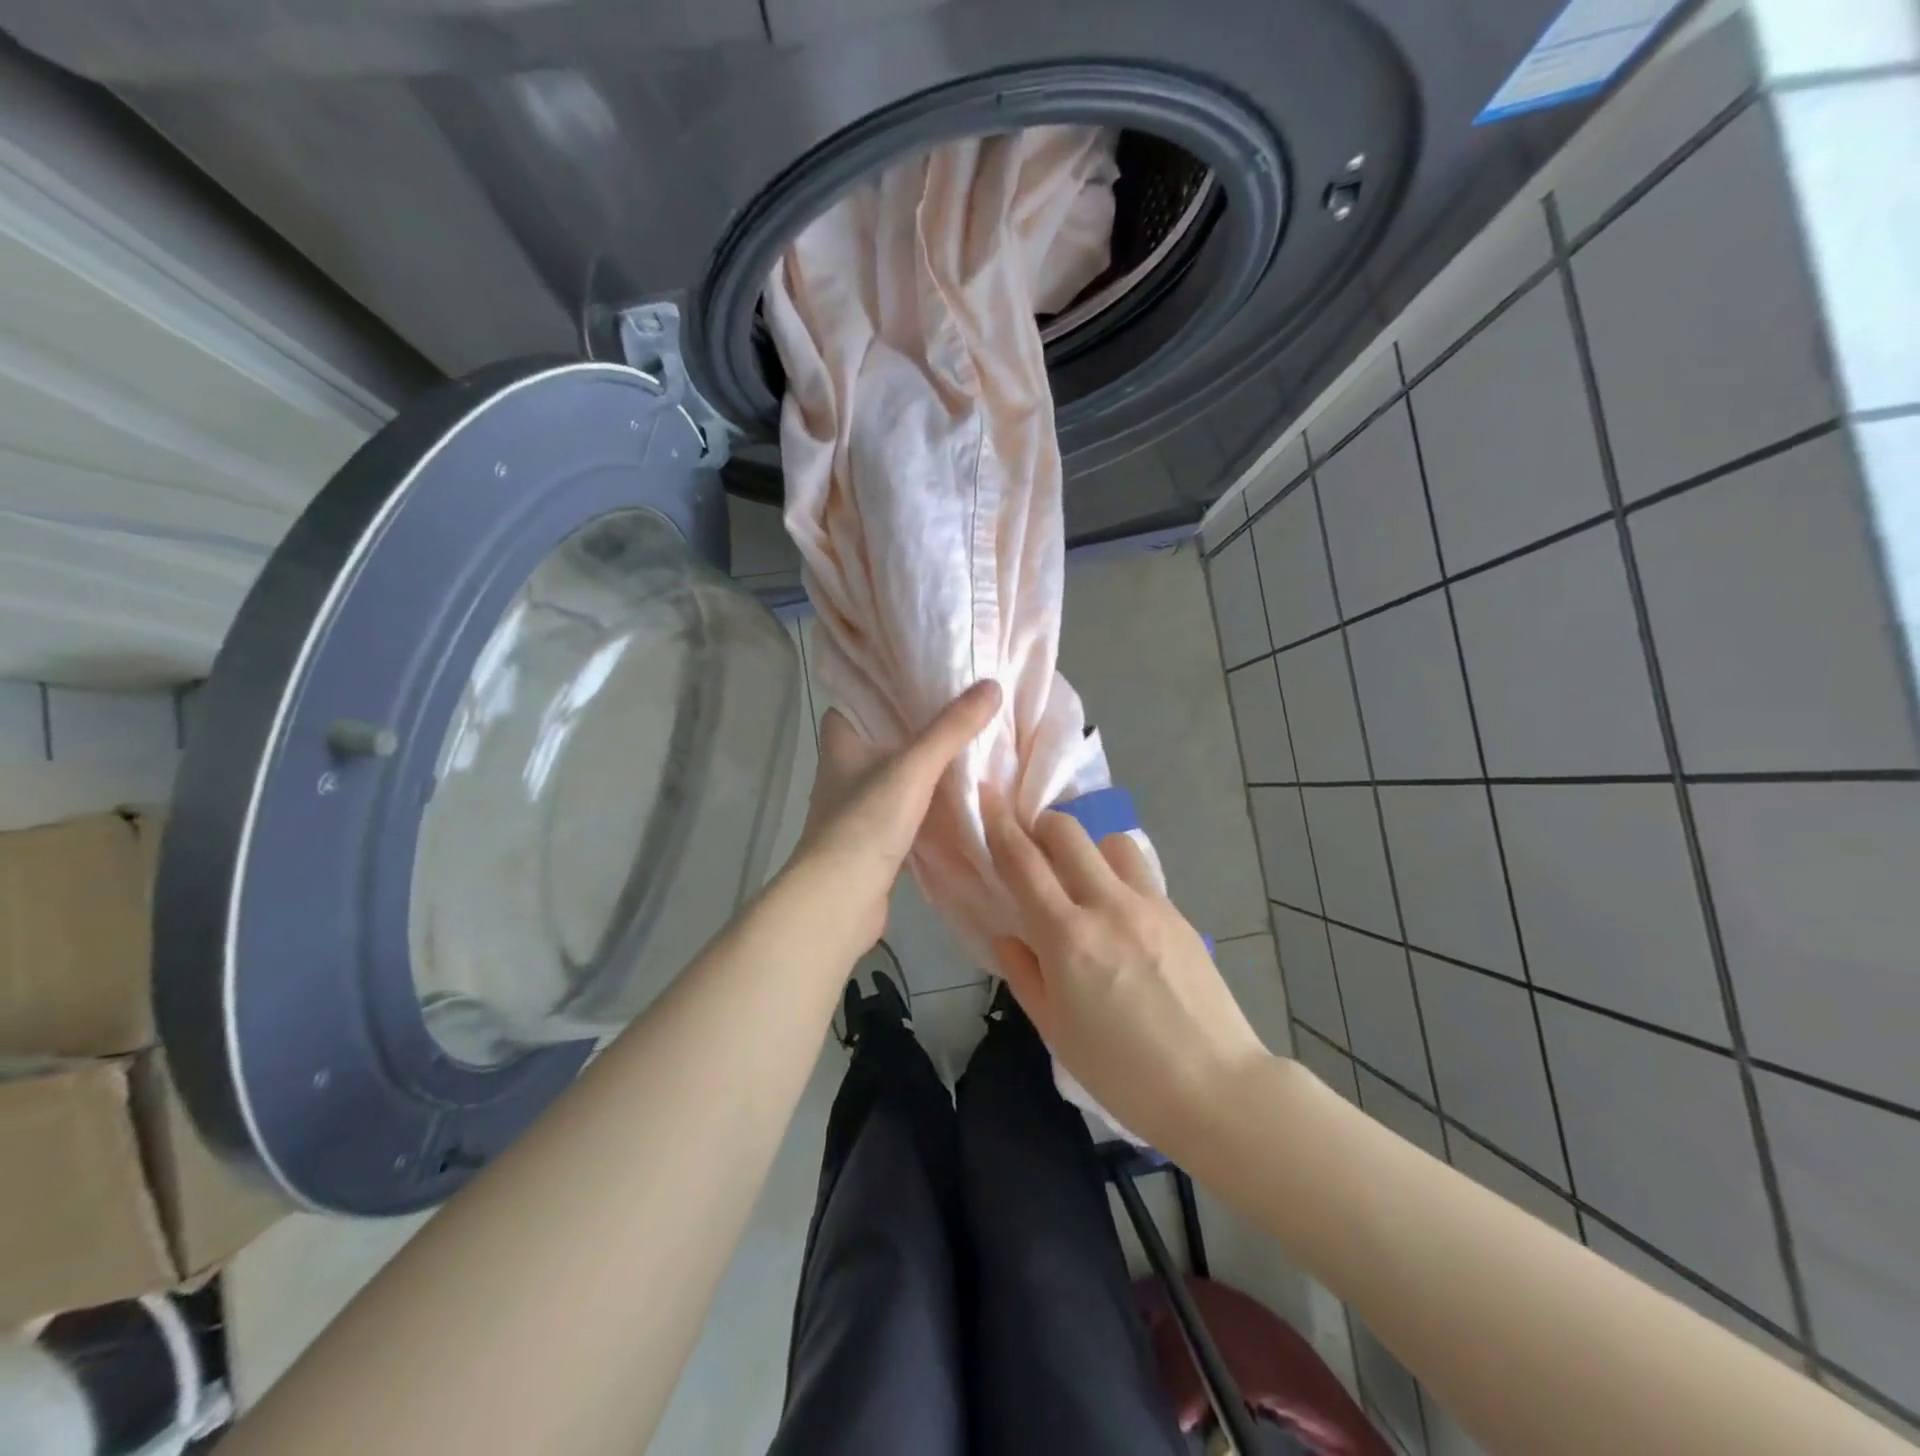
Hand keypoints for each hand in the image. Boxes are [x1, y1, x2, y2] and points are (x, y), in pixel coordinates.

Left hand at [792, 680, 1001, 949]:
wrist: (839, 901)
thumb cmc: (865, 823)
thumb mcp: (913, 768)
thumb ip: (951, 730)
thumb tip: (991, 686)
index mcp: (841, 743)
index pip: (857, 699)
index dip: (884, 685)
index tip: (923, 673)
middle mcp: (844, 770)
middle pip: (882, 736)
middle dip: (916, 724)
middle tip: (961, 706)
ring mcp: (857, 807)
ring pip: (896, 774)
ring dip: (925, 765)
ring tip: (969, 744)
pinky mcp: (874, 839)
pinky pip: (906, 808)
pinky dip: (929, 801)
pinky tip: (960, 795)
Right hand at [983, 795, 1271, 1157]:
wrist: (1214, 1088)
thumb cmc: (1122, 1072)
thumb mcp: (1055, 1030)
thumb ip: (1024, 973)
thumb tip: (1007, 934)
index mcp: (1067, 937)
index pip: (1023, 862)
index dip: (999, 825)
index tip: (986, 799)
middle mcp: (1107, 905)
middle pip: (1068, 831)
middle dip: (1042, 824)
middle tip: (1032, 845)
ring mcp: (1149, 905)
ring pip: (1111, 841)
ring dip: (1087, 848)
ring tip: (1081, 879)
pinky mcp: (1179, 913)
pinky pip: (1140, 873)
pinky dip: (1118, 875)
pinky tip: (1119, 914)